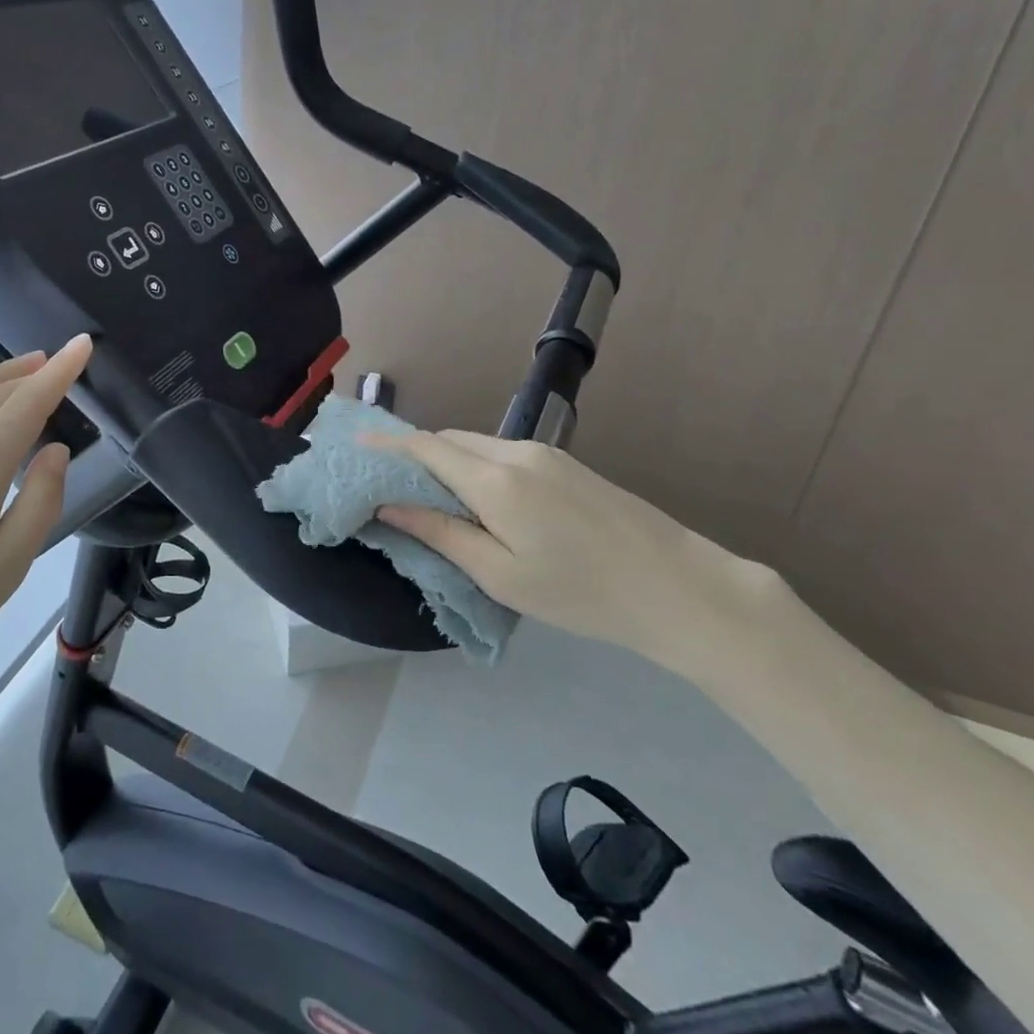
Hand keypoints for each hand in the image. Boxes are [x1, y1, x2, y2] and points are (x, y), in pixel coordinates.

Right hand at [373, 431, 786, 680]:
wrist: (680, 588)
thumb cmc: (582, 593)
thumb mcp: (501, 576)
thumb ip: (441, 534)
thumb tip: (388, 507)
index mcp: (495, 481)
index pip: (425, 448)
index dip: (385, 444)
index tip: (353, 443)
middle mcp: (516, 453)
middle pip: (449, 440)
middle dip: (414, 454)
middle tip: (388, 483)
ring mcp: (546, 455)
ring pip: (477, 446)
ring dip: (447, 461)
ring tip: (429, 496)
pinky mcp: (567, 465)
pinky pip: (504, 455)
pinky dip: (476, 466)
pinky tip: (479, 500)